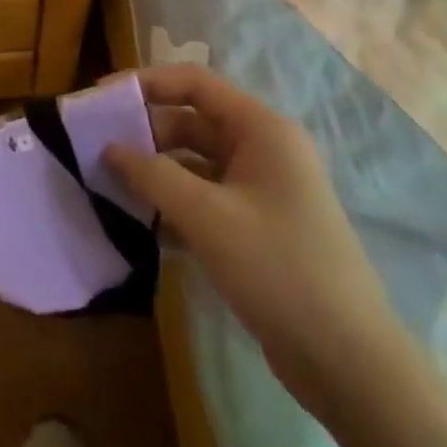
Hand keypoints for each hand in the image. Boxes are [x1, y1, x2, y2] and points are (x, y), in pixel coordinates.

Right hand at [104, 65, 402, 415]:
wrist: (350, 364)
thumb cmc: (280, 270)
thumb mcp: (208, 218)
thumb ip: (153, 176)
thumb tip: (108, 148)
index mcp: (261, 129)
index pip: (193, 83)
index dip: (145, 83)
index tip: (99, 98)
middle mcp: (262, 149)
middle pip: (192, 122)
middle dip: (145, 132)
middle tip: (96, 149)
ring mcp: (261, 189)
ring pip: (196, 163)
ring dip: (156, 171)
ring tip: (110, 185)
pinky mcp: (257, 226)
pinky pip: (206, 198)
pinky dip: (174, 204)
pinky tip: (142, 224)